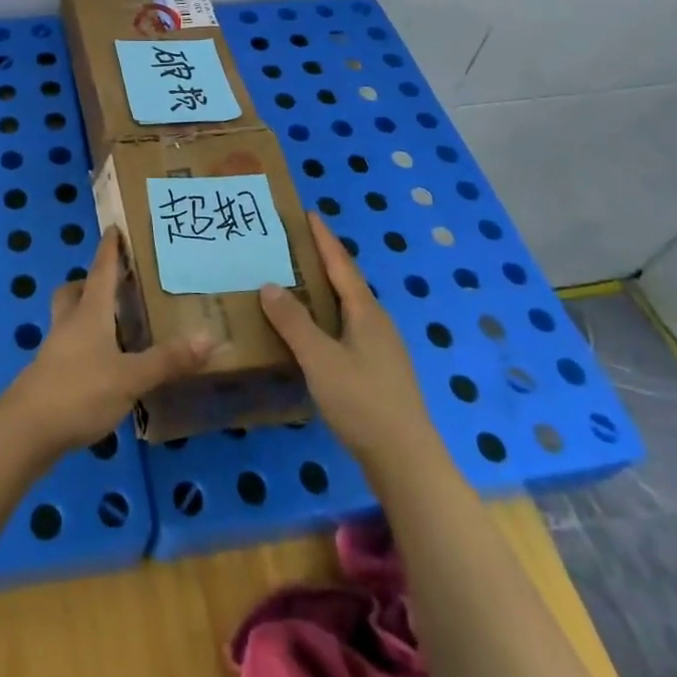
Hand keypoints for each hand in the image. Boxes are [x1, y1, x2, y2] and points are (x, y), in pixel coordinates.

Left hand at [0, 227, 214, 459]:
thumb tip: (209, 337)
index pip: (101, 271)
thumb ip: (167, 360)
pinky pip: (68, 348)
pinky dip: (84, 347)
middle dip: (90, 282)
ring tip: (113, 327)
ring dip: (86, 315)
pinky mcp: (49, 377)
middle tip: (113, 285)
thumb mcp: (130, 378)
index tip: (113, 228)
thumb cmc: (79, 391)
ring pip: (68, 319)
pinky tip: (101, 367)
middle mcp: (69, 324)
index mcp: (89, 313)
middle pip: (74, 291)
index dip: (109, 250)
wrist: (26, 430)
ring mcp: (55, 350)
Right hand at [260, 213, 433, 476]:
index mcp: (366, 312)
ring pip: (348, 309)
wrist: (407, 463)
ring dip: (324, 292)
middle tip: (293, 246)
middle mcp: (377, 324)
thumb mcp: (320, 359)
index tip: (308, 214)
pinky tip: (313, 333)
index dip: (324, 239)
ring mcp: (382, 350)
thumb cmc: (363, 402)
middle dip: (323, 262)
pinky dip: (328, 319)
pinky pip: (348, 330)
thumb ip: (293, 322)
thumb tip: (269, 284)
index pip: (341, 264)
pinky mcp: (379, 373)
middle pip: (347, 283)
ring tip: (296, 284)